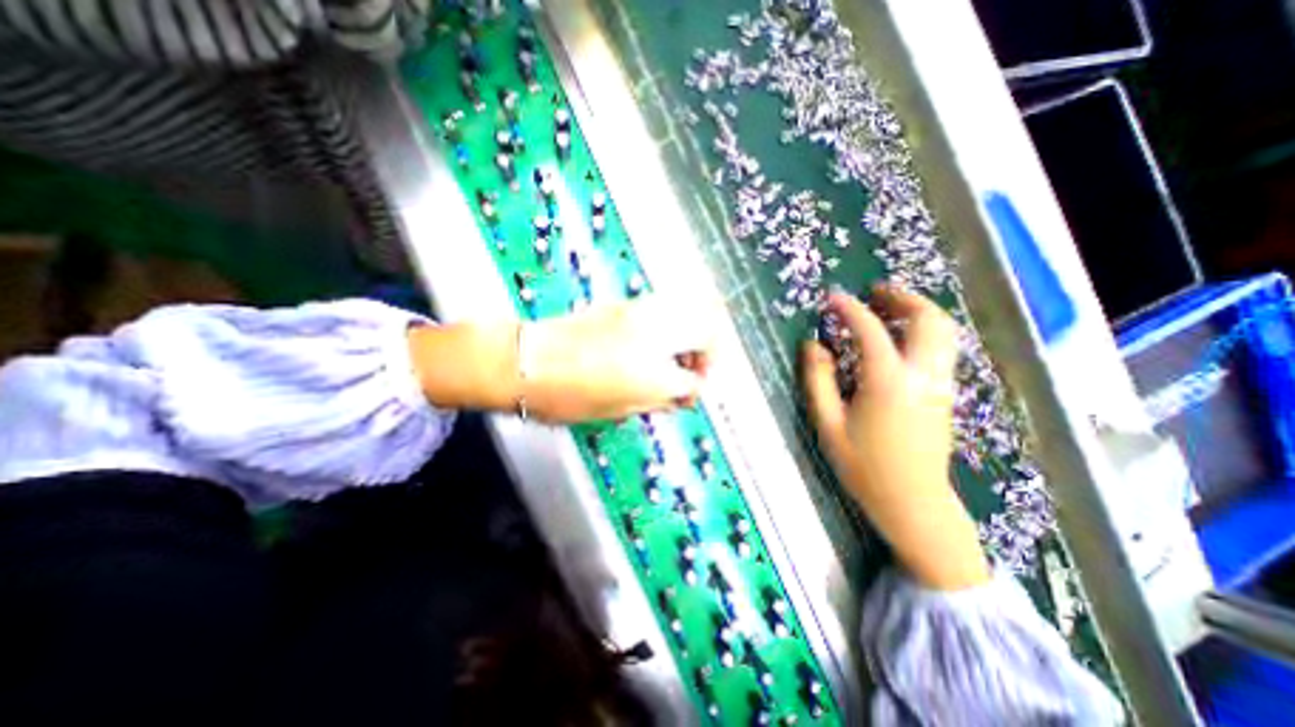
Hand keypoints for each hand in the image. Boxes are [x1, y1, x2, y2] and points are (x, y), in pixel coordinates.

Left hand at [522, 292, 717, 423]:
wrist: (525, 362)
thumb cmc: (565, 396)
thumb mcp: (617, 409)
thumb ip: (658, 400)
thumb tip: (679, 395)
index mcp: (650, 373)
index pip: (693, 380)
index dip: (693, 392)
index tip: (685, 397)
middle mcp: (653, 336)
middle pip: (707, 329)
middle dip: (710, 351)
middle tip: (695, 368)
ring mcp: (639, 314)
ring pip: (691, 307)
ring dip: (695, 330)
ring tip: (679, 351)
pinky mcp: (624, 304)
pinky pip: (666, 305)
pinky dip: (674, 320)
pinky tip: (658, 338)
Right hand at [807, 284, 988, 589]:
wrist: (913, 502)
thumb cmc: (863, 465)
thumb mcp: (828, 423)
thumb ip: (818, 380)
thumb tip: (812, 345)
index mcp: (887, 382)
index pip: (870, 330)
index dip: (849, 308)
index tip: (832, 297)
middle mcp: (921, 376)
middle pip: (927, 320)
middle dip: (901, 298)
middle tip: (873, 292)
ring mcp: (940, 384)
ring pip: (943, 331)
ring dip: (918, 310)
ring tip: (888, 307)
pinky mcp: (944, 394)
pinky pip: (942, 347)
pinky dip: (924, 329)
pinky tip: (900, 336)